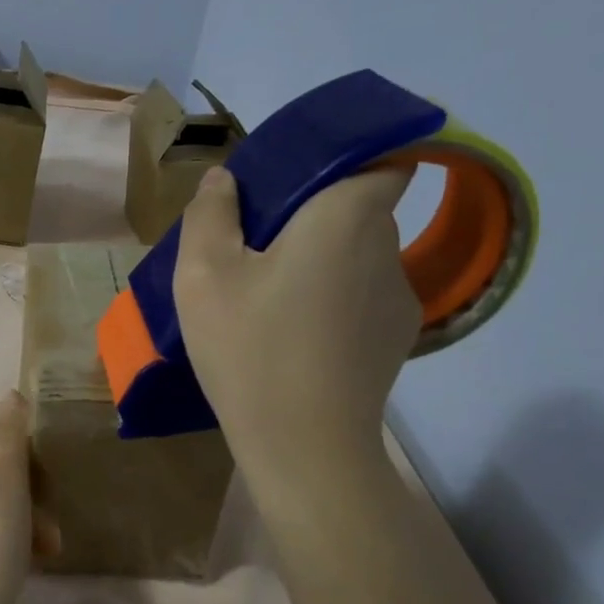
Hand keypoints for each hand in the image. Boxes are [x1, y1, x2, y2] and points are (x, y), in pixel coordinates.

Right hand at [175, 166, 418, 475]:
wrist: (304, 448)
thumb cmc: (251, 349)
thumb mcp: (203, 276)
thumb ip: (210, 214)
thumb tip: (225, 179)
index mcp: (346, 216)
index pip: (386, 155)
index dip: (353, 155)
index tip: (302, 176)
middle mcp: (387, 246)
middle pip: (360, 208)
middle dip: (315, 215)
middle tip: (257, 244)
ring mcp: (400, 298)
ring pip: (359, 256)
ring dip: (322, 261)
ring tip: (270, 298)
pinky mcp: (396, 340)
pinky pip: (363, 298)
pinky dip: (334, 301)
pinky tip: (296, 336)